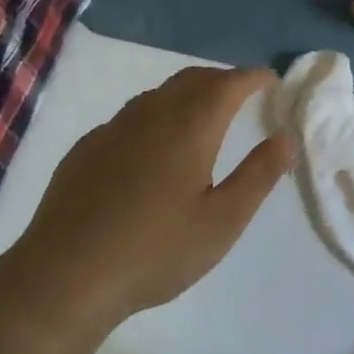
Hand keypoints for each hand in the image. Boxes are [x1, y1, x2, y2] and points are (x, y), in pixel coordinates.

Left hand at [7, 66, 294, 331]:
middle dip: (222, 79)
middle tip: (243, 92)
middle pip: (193, 79)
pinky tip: (152, 145)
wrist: (66, 276)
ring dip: (187, 93)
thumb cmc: (156, 251)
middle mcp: (151, 114)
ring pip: (158, 94)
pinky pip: (130, 116)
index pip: (229, 84)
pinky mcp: (86, 148)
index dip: (253, 77)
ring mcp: (113, 129)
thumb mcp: (222, 221)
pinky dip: (156, 114)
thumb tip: (287, 137)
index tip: (271, 79)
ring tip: (202, 113)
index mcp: (190, 127)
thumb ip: (259, 175)